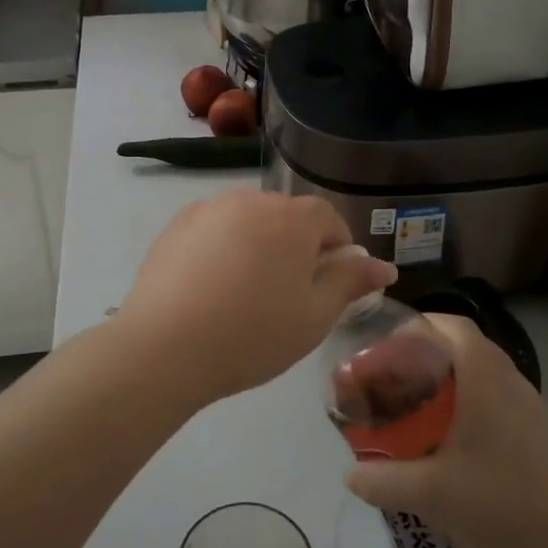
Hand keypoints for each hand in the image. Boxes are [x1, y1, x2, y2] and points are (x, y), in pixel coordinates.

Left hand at [114, 190, 397, 406]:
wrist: (164, 347)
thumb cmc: (253, 334)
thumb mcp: (314, 316)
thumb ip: (350, 282)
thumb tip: (383, 266)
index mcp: (292, 218)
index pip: (328, 219)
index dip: (337, 251)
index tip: (328, 287)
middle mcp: (250, 200)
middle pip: (287, 217)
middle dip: (296, 247)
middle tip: (288, 297)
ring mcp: (208, 209)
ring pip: (249, 222)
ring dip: (258, 246)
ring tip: (245, 294)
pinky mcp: (175, 227)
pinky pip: (214, 231)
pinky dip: (222, 250)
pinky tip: (211, 289)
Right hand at [345, 313, 547, 547]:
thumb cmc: (500, 504)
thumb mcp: (429, 493)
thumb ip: (382, 480)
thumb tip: (349, 474)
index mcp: (484, 377)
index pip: (451, 325)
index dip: (418, 326)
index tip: (387, 347)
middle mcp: (510, 380)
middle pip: (465, 347)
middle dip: (427, 355)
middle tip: (395, 380)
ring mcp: (531, 407)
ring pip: (484, 375)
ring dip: (451, 382)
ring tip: (419, 410)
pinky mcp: (540, 434)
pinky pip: (499, 401)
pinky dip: (471, 406)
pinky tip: (454, 444)